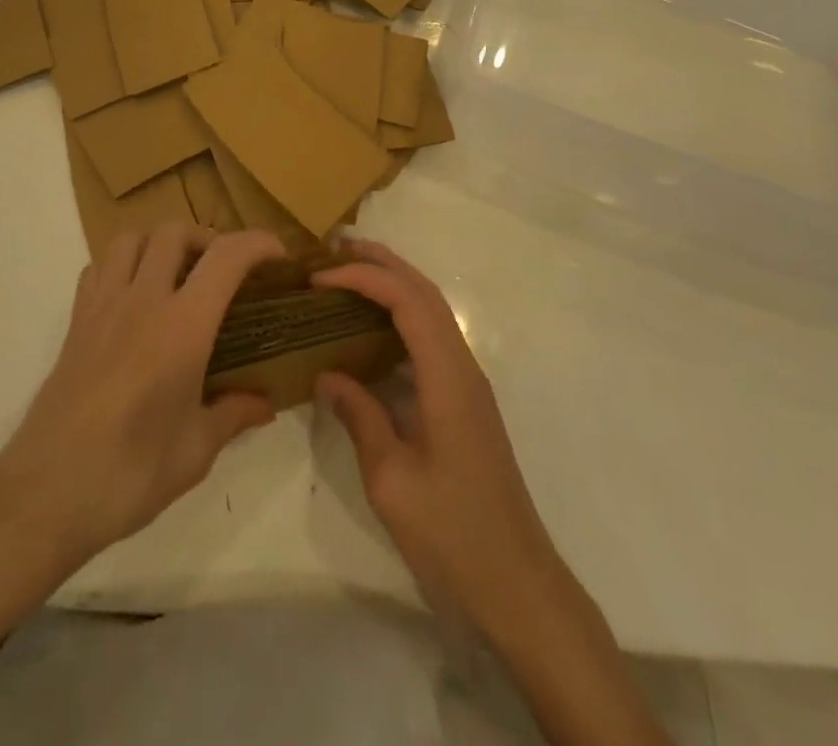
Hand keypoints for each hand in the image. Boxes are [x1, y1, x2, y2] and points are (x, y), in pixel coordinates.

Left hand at [0, 223, 283, 569]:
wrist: (46, 492)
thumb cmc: (130, 473)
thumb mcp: (195, 451)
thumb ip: (233, 415)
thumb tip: (265, 405)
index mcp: (182, 327)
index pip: (226, 258)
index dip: (257, 243)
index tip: (277, 255)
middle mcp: (143, 301)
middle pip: (174, 231)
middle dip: (206, 238)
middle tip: (221, 271)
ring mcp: (102, 306)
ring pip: (131, 237)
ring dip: (159, 242)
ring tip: (176, 274)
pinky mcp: (76, 321)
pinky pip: (98, 266)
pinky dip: (121, 264)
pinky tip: (133, 297)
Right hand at [314, 240, 563, 643]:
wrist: (519, 589)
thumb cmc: (453, 535)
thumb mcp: (391, 480)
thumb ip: (360, 416)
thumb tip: (328, 373)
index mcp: (448, 378)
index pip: (406, 301)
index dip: (362, 278)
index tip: (318, 278)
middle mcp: (463, 368)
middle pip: (425, 293)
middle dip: (382, 263)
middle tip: (335, 249)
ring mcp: (468, 384)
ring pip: (432, 312)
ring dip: (394, 284)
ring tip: (349, 274)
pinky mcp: (466, 403)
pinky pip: (432, 338)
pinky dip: (401, 315)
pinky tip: (374, 330)